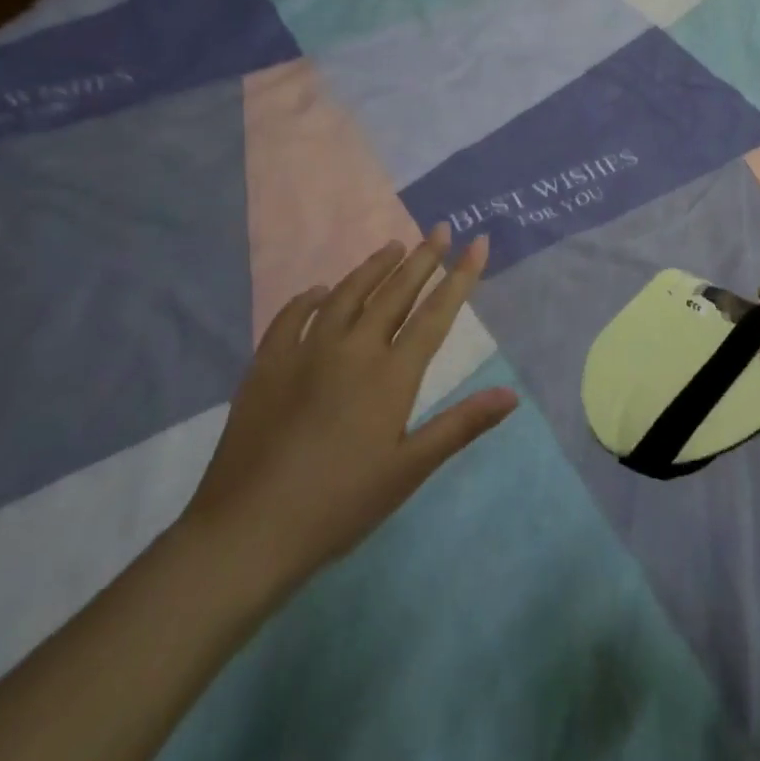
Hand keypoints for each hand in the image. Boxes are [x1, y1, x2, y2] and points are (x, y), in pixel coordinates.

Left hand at [180, 226, 517, 610]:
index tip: (478, 242)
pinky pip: (291, 317)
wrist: (248, 531)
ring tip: (393, 246)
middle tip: (439, 229)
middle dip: (422, 258)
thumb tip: (512, 395)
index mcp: (391, 375)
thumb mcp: (409, 470)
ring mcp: (305, 353)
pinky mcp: (267, 365)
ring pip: (346, 294)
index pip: (435, 313)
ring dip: (373, 267)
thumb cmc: (339, 505)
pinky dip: (309, 298)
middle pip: (394, 293)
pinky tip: (319, 291)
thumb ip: (461, 425)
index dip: (461, 276)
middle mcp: (352, 350)